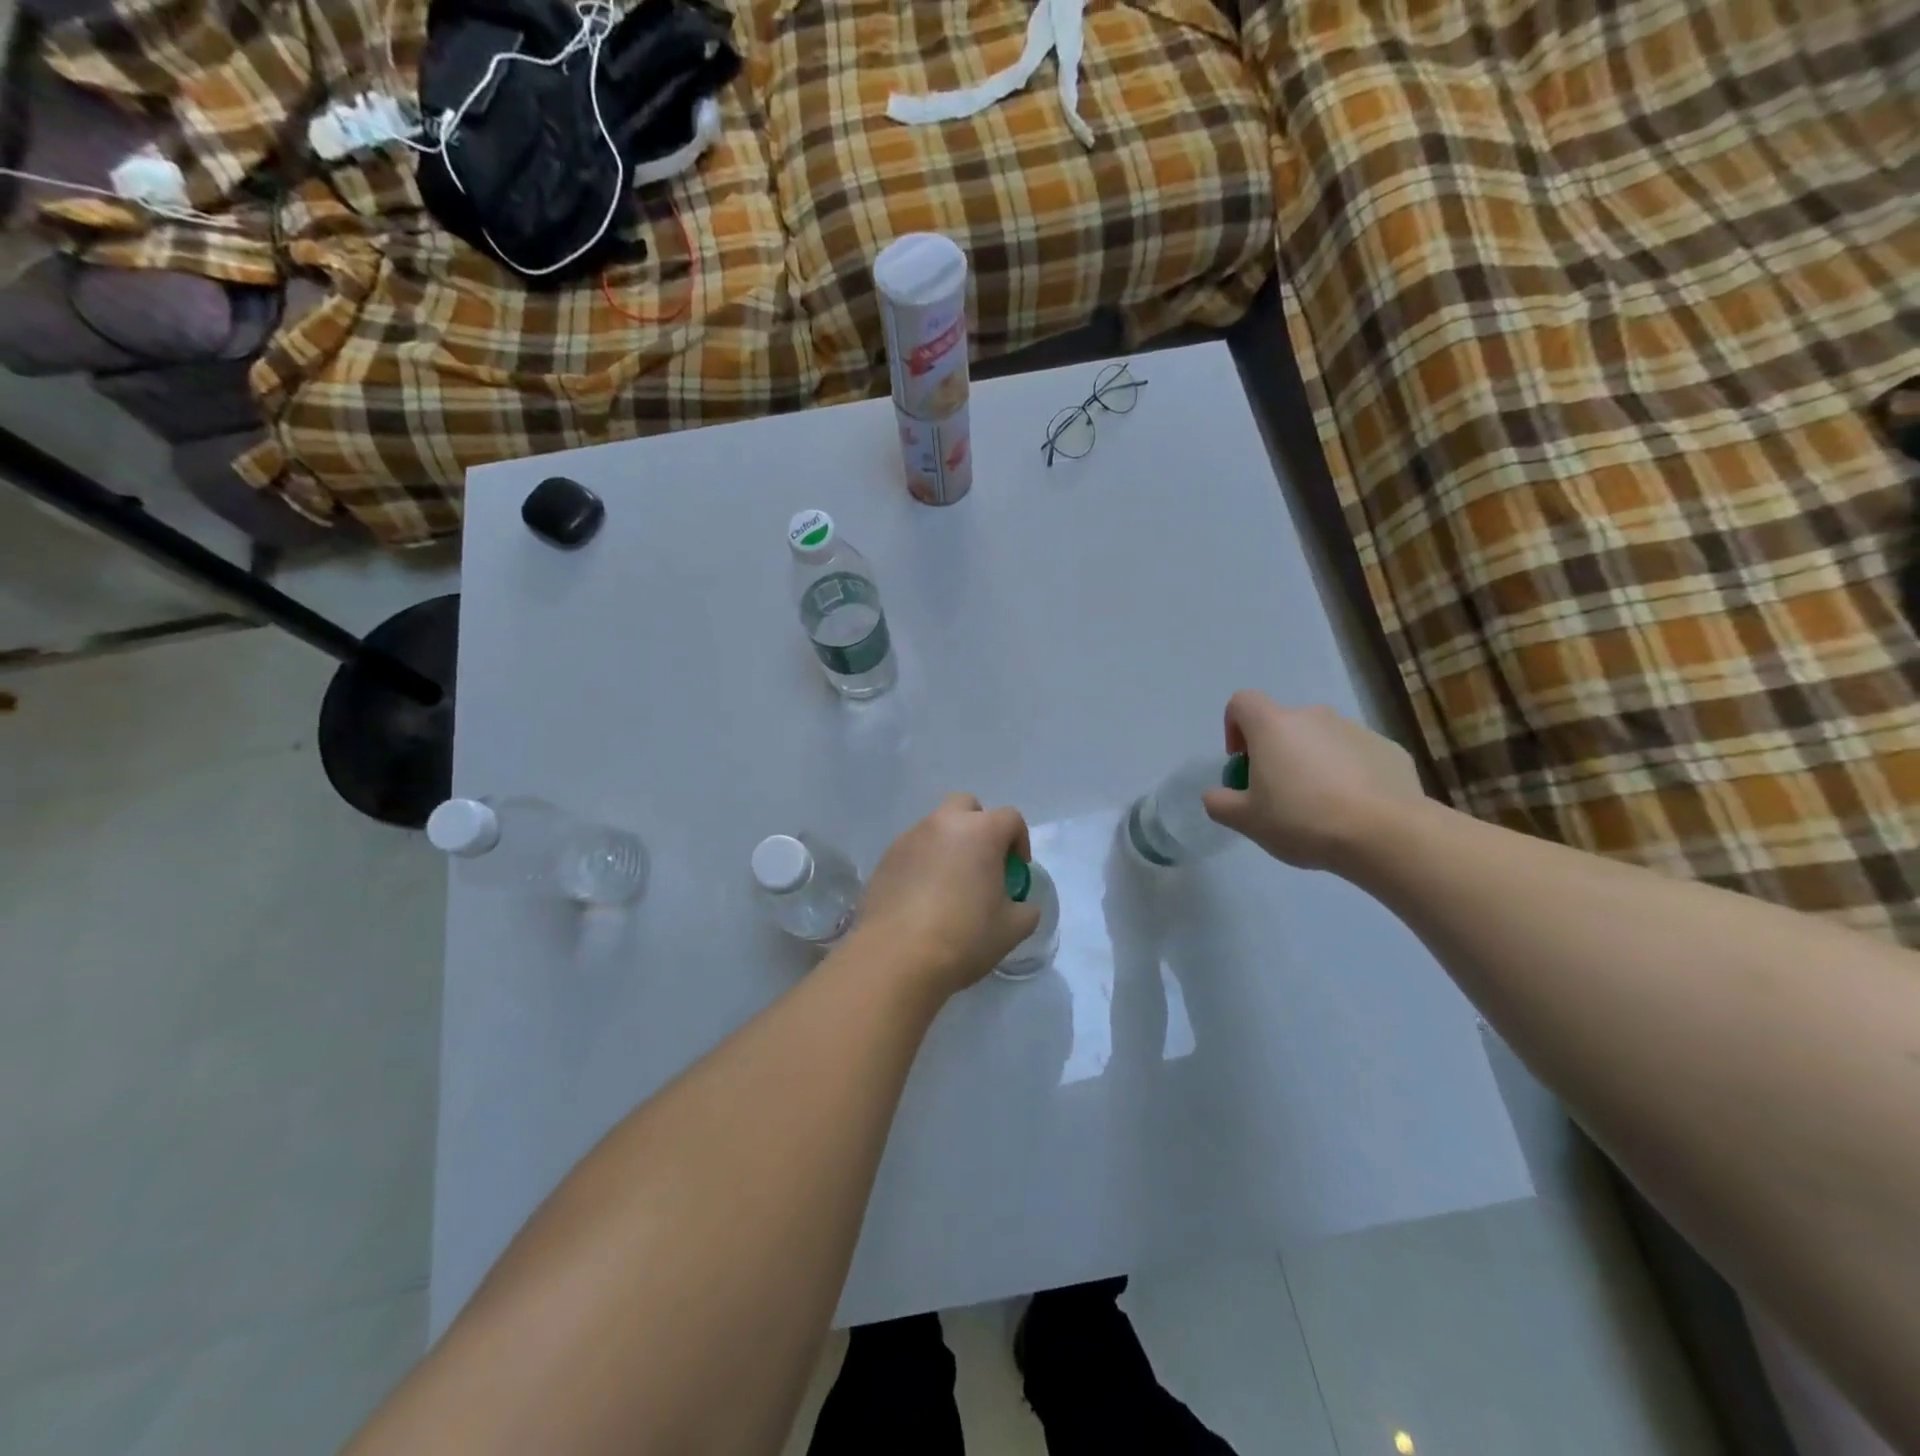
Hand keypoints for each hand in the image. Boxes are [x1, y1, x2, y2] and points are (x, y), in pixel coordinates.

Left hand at [853, 794, 1042, 998]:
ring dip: (949, 845)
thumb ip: (1026, 909)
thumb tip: (1021, 904)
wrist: (895, 958)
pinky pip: (913, 850)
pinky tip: (923, 899)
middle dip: (980, 826)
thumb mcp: (1012, 929)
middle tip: (983, 864)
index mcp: (980, 832)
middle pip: (967, 806)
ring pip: (936, 827)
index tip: (1015, 872)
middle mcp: (943, 824)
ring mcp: (910, 838)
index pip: (1010, 818)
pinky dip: (924, 863)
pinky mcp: (885, 859)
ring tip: (951, 886)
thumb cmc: (963, 938)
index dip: (1020, 841)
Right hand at [1201, 691, 1424, 871]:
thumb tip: (1216, 795)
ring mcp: (1356, 729)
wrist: (1386, 834)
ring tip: (1320, 807)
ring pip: (1321, 740)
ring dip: (1313, 762)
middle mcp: (1313, 716)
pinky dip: (1349, 774)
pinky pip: (1356, 756)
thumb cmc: (1303, 820)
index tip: (1241, 762)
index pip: (1242, 702)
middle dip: (1276, 752)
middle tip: (1278, 794)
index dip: (1234, 727)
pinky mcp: (1389, 749)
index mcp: (1273, 726)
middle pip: (1283, 724)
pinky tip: (1353, 810)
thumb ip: (1221, 803)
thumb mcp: (1246, 821)